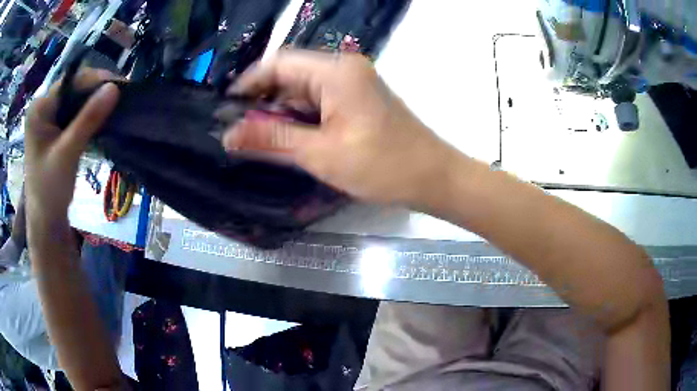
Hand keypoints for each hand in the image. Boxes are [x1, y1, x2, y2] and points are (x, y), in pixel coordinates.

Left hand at [25, 69, 119, 224]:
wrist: (45, 224)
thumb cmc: (49, 191)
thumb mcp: (67, 153)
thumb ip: (88, 119)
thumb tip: (115, 88)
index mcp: (39, 108)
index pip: (71, 82)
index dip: (96, 80)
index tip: (121, 86)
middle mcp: (43, 107)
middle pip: (74, 89)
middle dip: (96, 92)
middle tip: (120, 99)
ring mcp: (48, 119)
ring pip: (76, 101)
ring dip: (94, 104)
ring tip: (114, 107)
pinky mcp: (54, 130)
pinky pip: (74, 114)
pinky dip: (89, 115)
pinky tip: (101, 119)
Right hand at [223, 51, 450, 205]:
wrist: (433, 177)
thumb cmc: (383, 167)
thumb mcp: (320, 154)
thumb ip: (271, 139)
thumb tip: (228, 136)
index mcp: (336, 71)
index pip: (278, 63)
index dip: (248, 84)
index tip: (226, 110)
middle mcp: (343, 68)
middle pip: (289, 75)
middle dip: (262, 101)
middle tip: (238, 131)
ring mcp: (352, 82)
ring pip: (302, 89)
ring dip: (279, 111)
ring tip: (257, 139)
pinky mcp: (356, 99)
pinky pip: (318, 100)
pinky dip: (299, 116)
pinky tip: (286, 137)